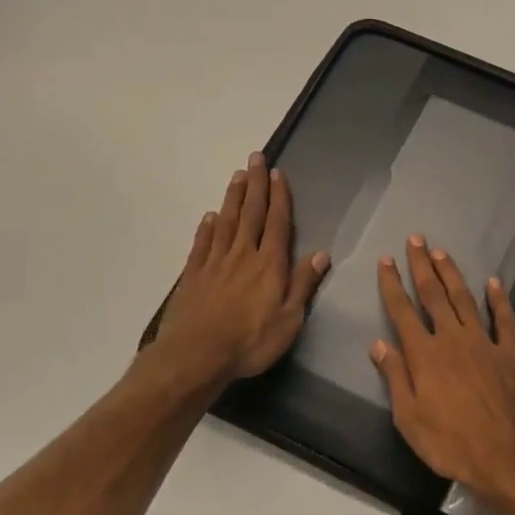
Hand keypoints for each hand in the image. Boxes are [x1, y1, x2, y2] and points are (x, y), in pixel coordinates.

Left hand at [149, 153, 329, 392]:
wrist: (196, 356)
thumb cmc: (250, 341)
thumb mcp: (289, 320)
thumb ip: (303, 284)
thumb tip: (322, 254)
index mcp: (269, 264)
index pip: (277, 223)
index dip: (279, 197)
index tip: (278, 173)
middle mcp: (243, 255)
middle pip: (251, 213)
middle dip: (256, 185)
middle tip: (256, 158)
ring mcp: (215, 263)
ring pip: (226, 222)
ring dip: (233, 197)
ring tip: (237, 176)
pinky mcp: (193, 275)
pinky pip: (202, 243)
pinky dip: (207, 227)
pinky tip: (209, 216)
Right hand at [372, 236, 514, 514]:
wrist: (504, 455)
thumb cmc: (449, 443)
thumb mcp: (408, 418)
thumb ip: (395, 377)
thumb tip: (378, 344)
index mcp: (424, 354)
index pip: (403, 311)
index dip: (392, 285)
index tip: (386, 260)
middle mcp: (452, 339)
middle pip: (434, 295)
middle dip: (422, 266)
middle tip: (416, 239)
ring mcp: (484, 342)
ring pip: (465, 299)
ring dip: (452, 274)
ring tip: (442, 252)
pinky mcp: (510, 352)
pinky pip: (504, 319)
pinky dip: (498, 299)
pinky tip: (493, 282)